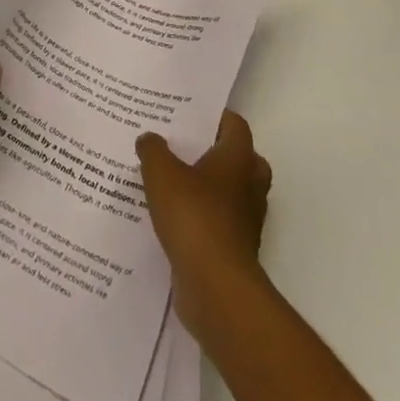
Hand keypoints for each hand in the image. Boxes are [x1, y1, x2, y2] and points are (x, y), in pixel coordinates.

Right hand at [137, 110, 272, 332]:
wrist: (215, 286)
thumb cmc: (193, 216)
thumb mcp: (161, 173)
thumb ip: (153, 150)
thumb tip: (150, 138)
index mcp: (239, 158)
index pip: (234, 124)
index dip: (213, 116)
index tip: (187, 114)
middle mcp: (250, 184)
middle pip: (239, 158)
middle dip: (214, 152)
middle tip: (182, 147)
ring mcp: (246, 219)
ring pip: (230, 191)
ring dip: (208, 187)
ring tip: (171, 180)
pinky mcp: (235, 247)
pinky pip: (220, 221)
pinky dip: (202, 216)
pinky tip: (172, 216)